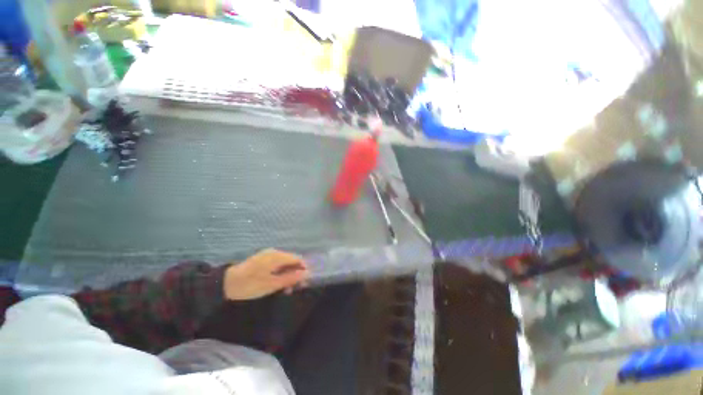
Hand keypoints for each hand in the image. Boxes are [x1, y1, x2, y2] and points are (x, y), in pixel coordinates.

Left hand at [224, 249, 309, 300]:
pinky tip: (277, 283)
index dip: (303, 270)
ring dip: (288, 275)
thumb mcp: (271, 284)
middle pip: (292, 261)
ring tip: (286, 289)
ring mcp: (268, 255)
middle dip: (295, 274)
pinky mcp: (263, 259)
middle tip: (294, 289)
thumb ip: (290, 278)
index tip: (303, 283)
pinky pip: (277, 264)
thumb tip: (306, 273)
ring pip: (285, 263)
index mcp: (277, 256)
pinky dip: (280, 273)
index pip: (298, 259)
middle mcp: (275, 252)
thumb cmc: (250, 284)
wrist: (224, 284)